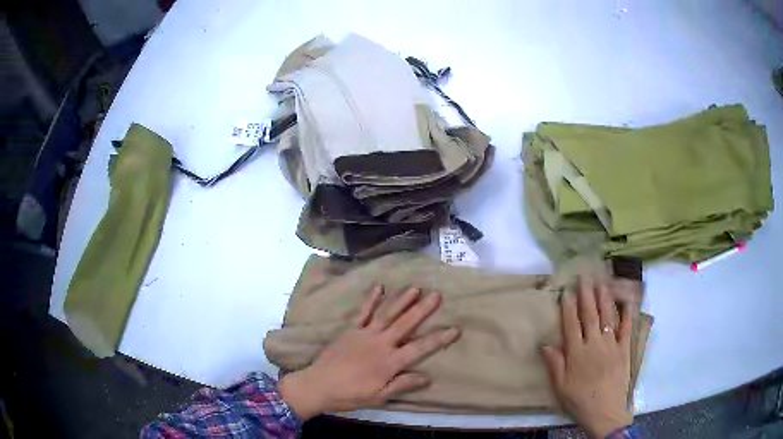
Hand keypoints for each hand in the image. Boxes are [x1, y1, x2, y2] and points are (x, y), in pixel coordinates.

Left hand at [279, 286, 459, 419]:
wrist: (318, 385)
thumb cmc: (350, 395)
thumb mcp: (379, 397)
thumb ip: (402, 385)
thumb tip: (427, 377)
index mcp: (389, 362)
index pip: (420, 348)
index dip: (439, 339)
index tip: (454, 329)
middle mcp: (380, 344)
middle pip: (405, 324)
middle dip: (422, 309)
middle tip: (436, 295)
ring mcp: (364, 334)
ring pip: (387, 314)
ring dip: (401, 300)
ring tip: (415, 288)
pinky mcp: (350, 330)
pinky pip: (362, 312)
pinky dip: (371, 299)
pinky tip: (379, 287)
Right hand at [541, 278, 633, 437]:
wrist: (605, 411)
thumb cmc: (579, 400)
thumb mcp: (560, 387)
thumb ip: (555, 364)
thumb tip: (545, 344)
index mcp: (577, 353)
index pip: (571, 325)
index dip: (568, 307)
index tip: (567, 291)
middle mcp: (594, 343)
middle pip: (590, 315)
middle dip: (586, 295)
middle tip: (585, 276)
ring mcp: (611, 345)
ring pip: (607, 317)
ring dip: (604, 298)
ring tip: (602, 282)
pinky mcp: (624, 349)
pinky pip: (626, 329)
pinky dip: (627, 314)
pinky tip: (627, 301)